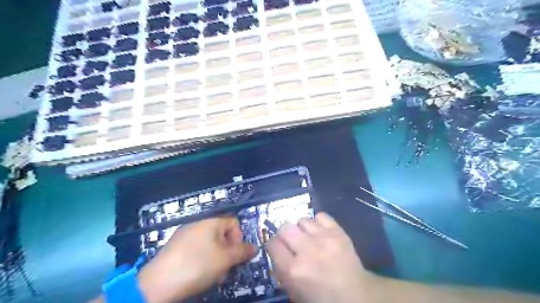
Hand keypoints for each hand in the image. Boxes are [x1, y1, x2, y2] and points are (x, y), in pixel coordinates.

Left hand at [138, 217, 255, 301]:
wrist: (157, 284)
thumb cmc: (197, 266)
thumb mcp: (225, 259)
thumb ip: (242, 252)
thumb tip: (254, 247)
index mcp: (211, 221)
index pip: (234, 222)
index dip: (239, 238)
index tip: (236, 255)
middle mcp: (198, 224)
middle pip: (222, 235)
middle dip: (228, 252)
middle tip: (225, 269)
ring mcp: (185, 235)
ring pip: (210, 244)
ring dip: (217, 259)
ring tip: (213, 276)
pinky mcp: (176, 247)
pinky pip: (197, 249)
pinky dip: (203, 260)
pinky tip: (199, 275)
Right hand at [266, 213, 375, 302]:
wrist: (356, 295)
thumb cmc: (322, 297)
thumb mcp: (294, 291)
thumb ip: (281, 270)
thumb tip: (276, 249)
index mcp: (294, 270)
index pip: (272, 244)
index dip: (274, 245)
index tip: (279, 247)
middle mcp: (307, 250)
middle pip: (285, 227)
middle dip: (286, 234)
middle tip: (293, 241)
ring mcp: (324, 239)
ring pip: (302, 220)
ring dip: (303, 229)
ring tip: (309, 237)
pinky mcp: (338, 231)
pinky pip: (320, 216)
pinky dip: (318, 223)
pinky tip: (321, 232)